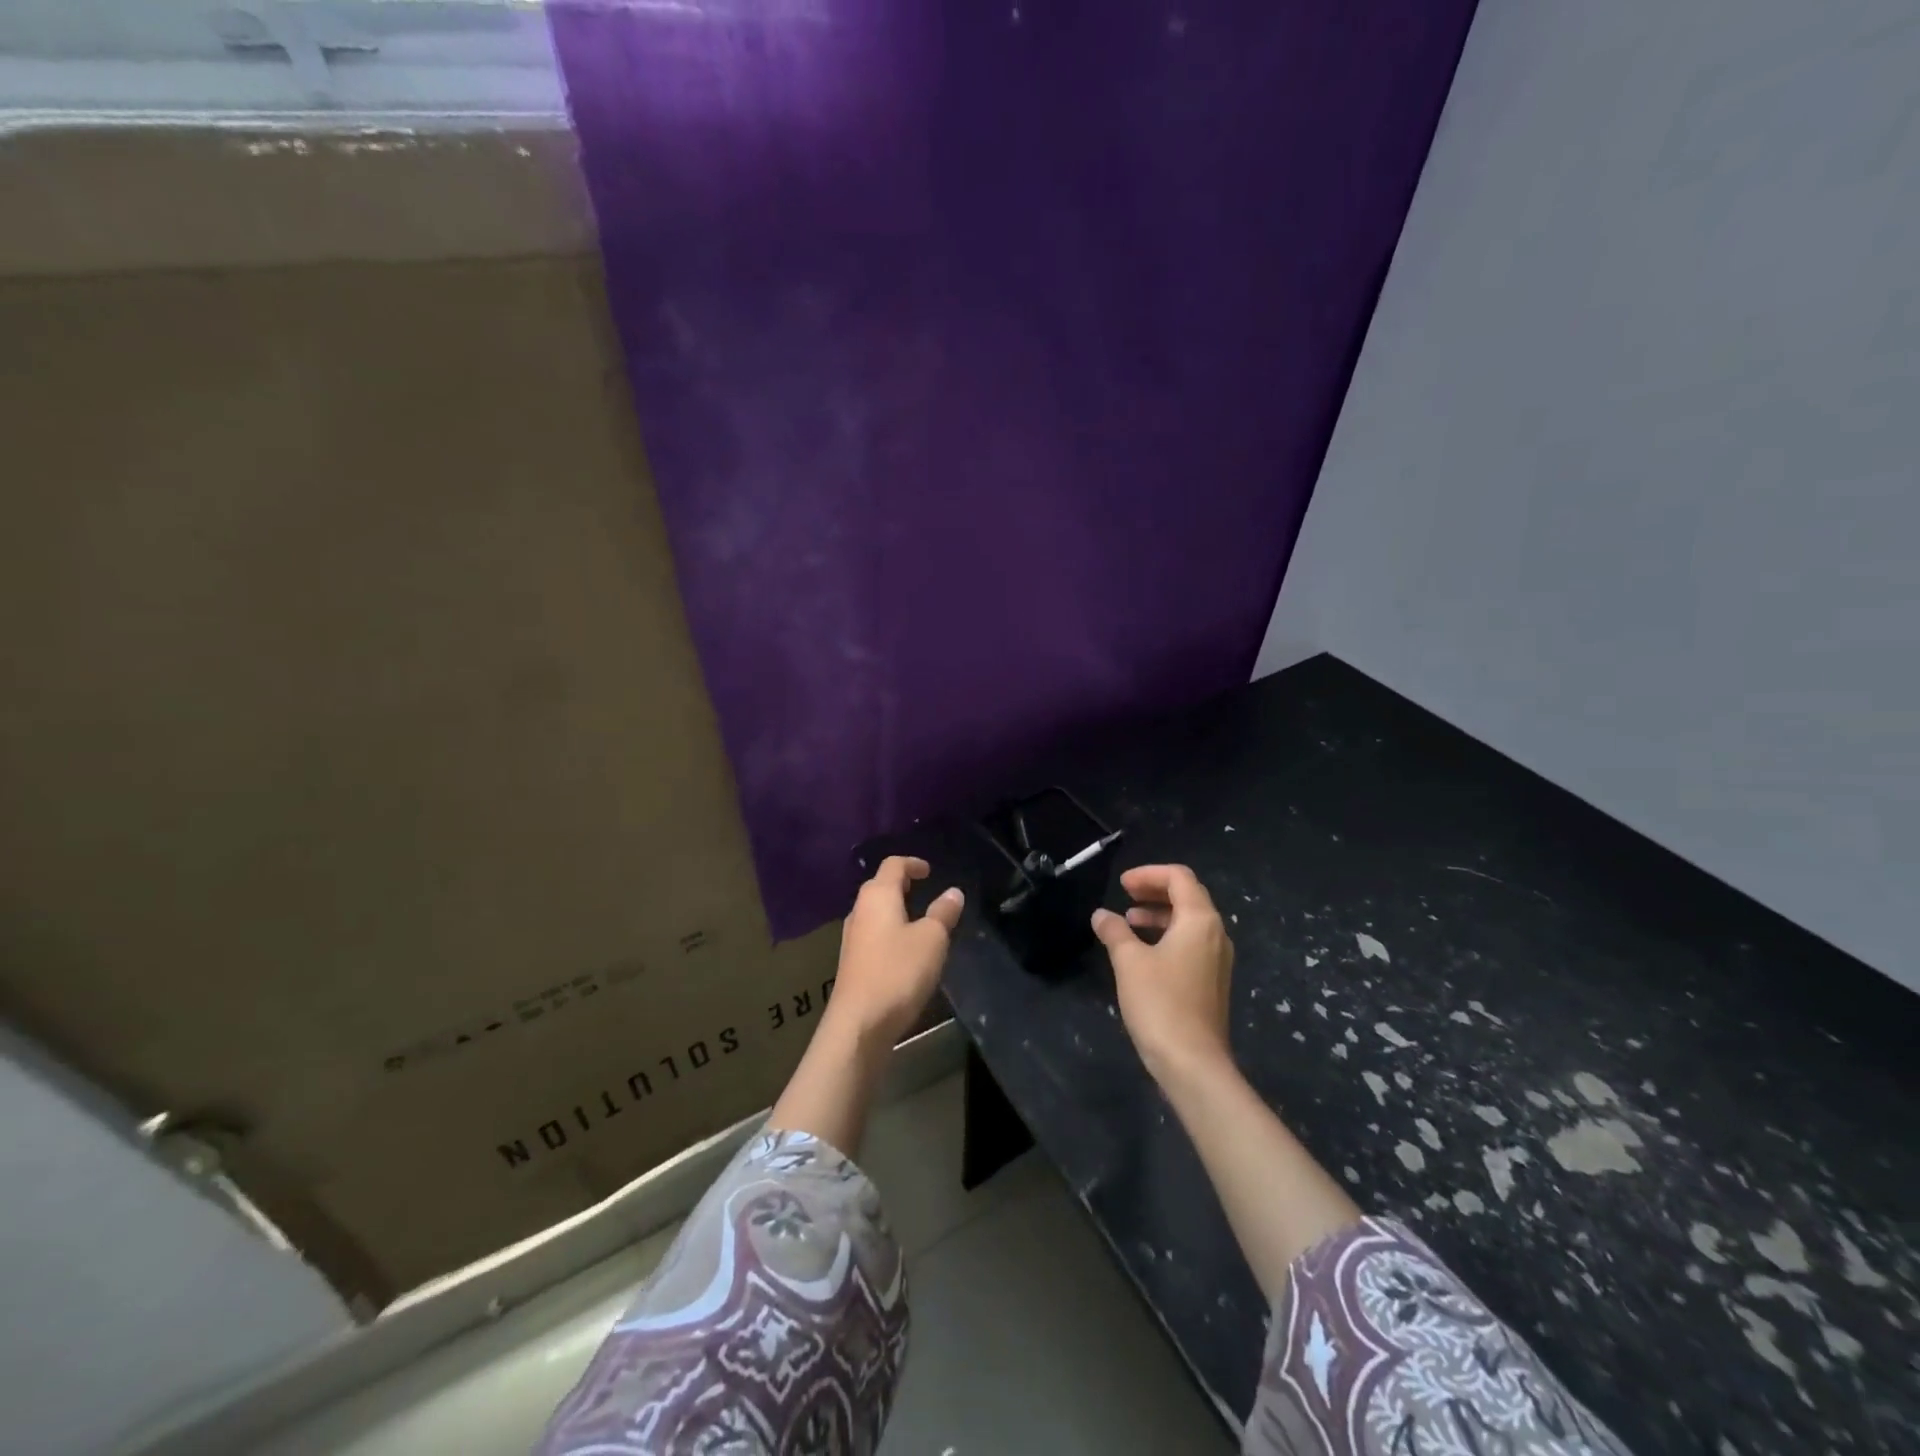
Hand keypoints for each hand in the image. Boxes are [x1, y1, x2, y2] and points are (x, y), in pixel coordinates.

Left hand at [827, 857, 963, 1047]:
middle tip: (925, 890)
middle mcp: (859, 911)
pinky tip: (905, 950)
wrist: (859, 1024)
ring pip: (875, 912)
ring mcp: (852, 938)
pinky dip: (890, 931)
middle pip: (880, 886)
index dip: (912, 863)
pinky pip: (873, 934)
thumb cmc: (898, 972)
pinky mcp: (851, 962)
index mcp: (878, 896)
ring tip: (919, 920)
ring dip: (895, 910)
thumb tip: (953, 892)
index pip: (893, 865)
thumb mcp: (932, 940)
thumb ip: (943, 913)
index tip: (929, 871)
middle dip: (902, 885)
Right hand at [1091, 864, 1234, 1083]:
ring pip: (1189, 921)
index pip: (1179, 877)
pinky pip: (1191, 942)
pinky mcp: (1212, 981)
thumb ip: (1114, 932)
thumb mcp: (1129, 962)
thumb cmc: (1161, 1004)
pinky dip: (1167, 935)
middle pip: (1188, 895)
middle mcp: (1216, 934)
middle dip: (1155, 890)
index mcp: (1200, 920)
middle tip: (1124, 894)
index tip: (1121, 884)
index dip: (1149, 874)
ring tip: (1128, 922)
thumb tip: (1101, 915)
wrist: (1193, 1064)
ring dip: (1159, 914)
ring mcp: (1217, 959)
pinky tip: (1142, 952)